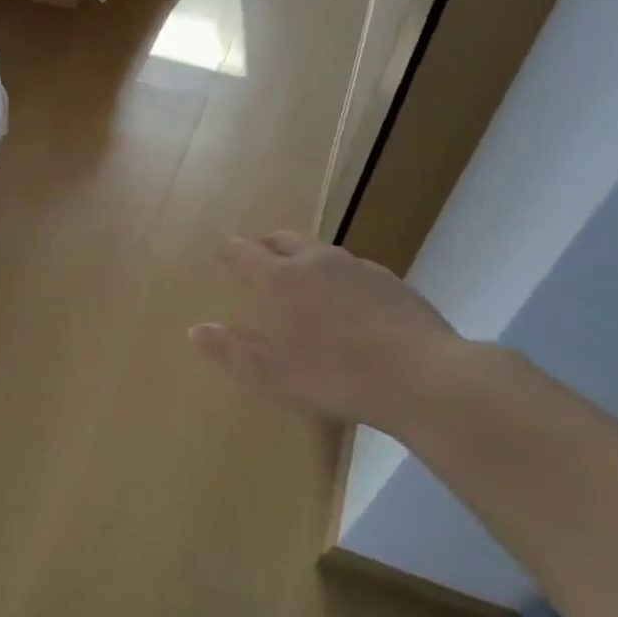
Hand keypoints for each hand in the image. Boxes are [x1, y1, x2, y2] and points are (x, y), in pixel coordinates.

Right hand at [189, 231, 462, 432]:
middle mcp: (315, 261)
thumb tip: (195, 330)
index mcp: (279, 278)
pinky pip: (352, 270)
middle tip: (257, 260)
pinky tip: (346, 303)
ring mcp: (358, 268)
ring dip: (303, 259)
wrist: (423, 377)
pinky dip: (338, 278)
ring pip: (320, 251)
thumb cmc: (334, 374)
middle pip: (283, 239)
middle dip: (264, 246)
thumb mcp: (271, 371)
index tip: (223, 256)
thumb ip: (230, 348)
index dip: (230, 252)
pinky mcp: (392, 283)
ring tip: (301, 281)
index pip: (244, 252)